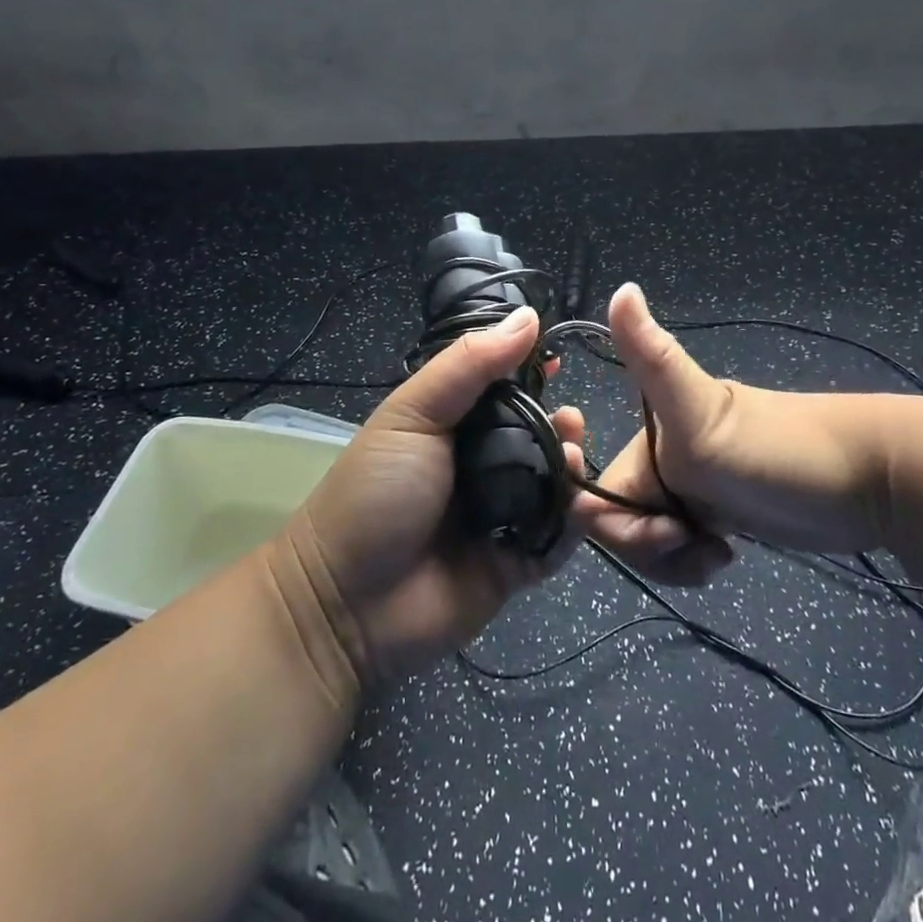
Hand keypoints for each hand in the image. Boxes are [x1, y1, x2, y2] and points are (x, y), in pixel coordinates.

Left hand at [274, 306, 583, 688]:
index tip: (560, 359)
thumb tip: (529, 317)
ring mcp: (500, 515)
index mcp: (454, 425)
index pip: (504, 388)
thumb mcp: (414, 413)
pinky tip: (576, 507)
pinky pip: (557, 539)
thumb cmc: (376, 492)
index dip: (533, 372)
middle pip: (537, 435)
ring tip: (569, 459)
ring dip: (571, 468)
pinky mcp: (516, 563)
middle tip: (570, 422)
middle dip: (560, 423)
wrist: (346, 604)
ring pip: (554, 484)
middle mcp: (481, 465)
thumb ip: (470, 365)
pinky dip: (573, 524)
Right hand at [570, 284, 891, 583]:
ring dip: (672, 559)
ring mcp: (691, 487)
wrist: (865, 478)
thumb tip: (622, 286)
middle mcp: (662, 458)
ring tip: (717, 553)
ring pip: (649, 537)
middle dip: (648, 545)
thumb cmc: (776, 448)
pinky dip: (691, 559)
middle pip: (620, 520)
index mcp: (648, 436)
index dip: (611, 520)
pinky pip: (680, 545)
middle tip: (692, 540)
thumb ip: (653, 357)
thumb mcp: (701, 411)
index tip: (659, 529)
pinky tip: (725, 554)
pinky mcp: (718, 512)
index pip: (596, 491)